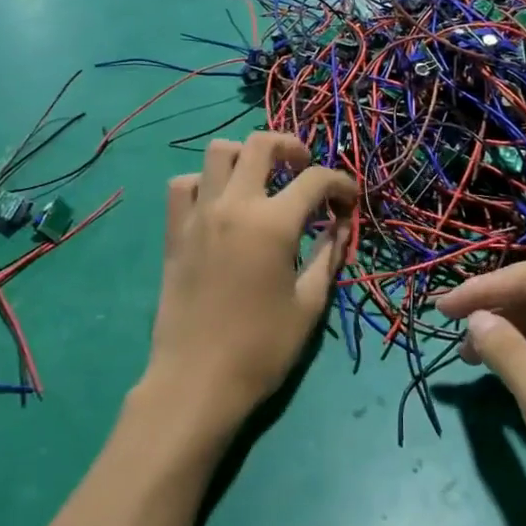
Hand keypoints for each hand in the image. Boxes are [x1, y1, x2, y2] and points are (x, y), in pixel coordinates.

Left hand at [139, 133, 352, 444]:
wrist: (196, 381)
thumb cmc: (261, 349)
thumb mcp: (309, 304)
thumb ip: (329, 256)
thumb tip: (342, 225)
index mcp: (273, 224)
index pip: (315, 180)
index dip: (341, 184)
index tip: (349, 201)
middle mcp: (234, 206)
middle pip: (261, 144)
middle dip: (292, 146)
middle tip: (305, 168)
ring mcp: (199, 215)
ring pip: (218, 153)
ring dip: (246, 156)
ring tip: (262, 180)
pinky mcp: (175, 232)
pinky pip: (184, 185)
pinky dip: (205, 182)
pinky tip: (220, 204)